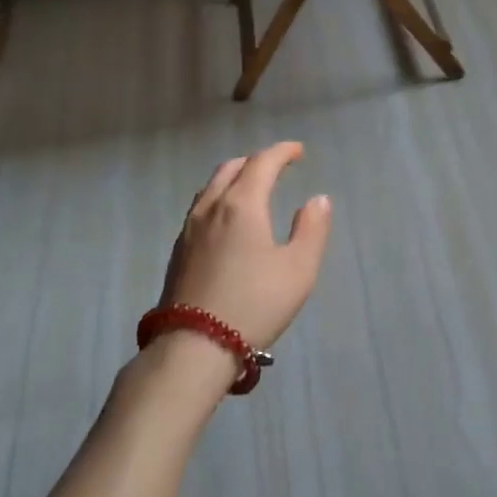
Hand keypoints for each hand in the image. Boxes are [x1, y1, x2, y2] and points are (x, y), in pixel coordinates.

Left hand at [160, 142, 332, 354]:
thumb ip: (312, 229)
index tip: (298, 151)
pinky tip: (227, 219)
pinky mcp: (178, 249)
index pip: (262, 162)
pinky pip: (201, 206)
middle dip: (256, 160)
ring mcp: (189, 228)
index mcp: (242, 204)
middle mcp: (212, 206)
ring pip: (211, 186)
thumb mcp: (298, 269)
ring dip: (234, 177)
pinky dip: (219, 197)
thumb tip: (318, 199)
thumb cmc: (255, 304)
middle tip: (277, 166)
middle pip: (231, 167)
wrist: (194, 345)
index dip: (282, 151)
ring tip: (252, 187)